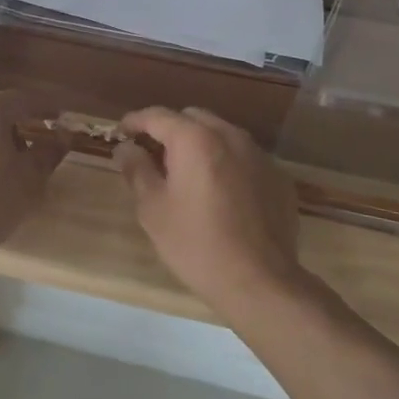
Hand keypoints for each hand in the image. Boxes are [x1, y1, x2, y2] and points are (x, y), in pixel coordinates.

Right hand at [115, 107, 303, 316]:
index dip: (135, 121)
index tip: (121, 133)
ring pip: (222, 135)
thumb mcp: (153, 209)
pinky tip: (220, 194)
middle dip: (170, 130)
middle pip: (193, 118)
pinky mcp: (278, 178)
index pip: (158, 115)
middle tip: (153, 155)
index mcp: (195, 140)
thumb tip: (126, 148)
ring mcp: (260, 156)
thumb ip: (137, 170)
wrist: (260, 282)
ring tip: (187, 173)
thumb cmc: (196, 244)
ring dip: (200, 145)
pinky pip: (245, 158)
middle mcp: (230, 136)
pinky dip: (227, 164)